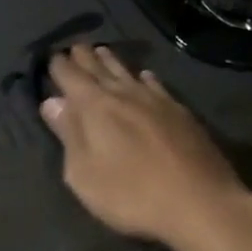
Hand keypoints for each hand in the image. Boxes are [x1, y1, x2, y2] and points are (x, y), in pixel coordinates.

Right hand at [39, 45, 251, 248]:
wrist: (200, 203)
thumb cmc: (131, 194)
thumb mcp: (84, 174)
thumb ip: (68, 135)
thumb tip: (52, 102)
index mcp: (95, 107)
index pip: (70, 76)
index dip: (58, 66)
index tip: (51, 57)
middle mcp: (124, 94)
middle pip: (99, 68)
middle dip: (84, 57)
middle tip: (75, 47)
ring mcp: (156, 101)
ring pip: (128, 72)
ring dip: (112, 61)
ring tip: (102, 51)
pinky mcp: (181, 113)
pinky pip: (156, 85)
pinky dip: (145, 78)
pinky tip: (145, 76)